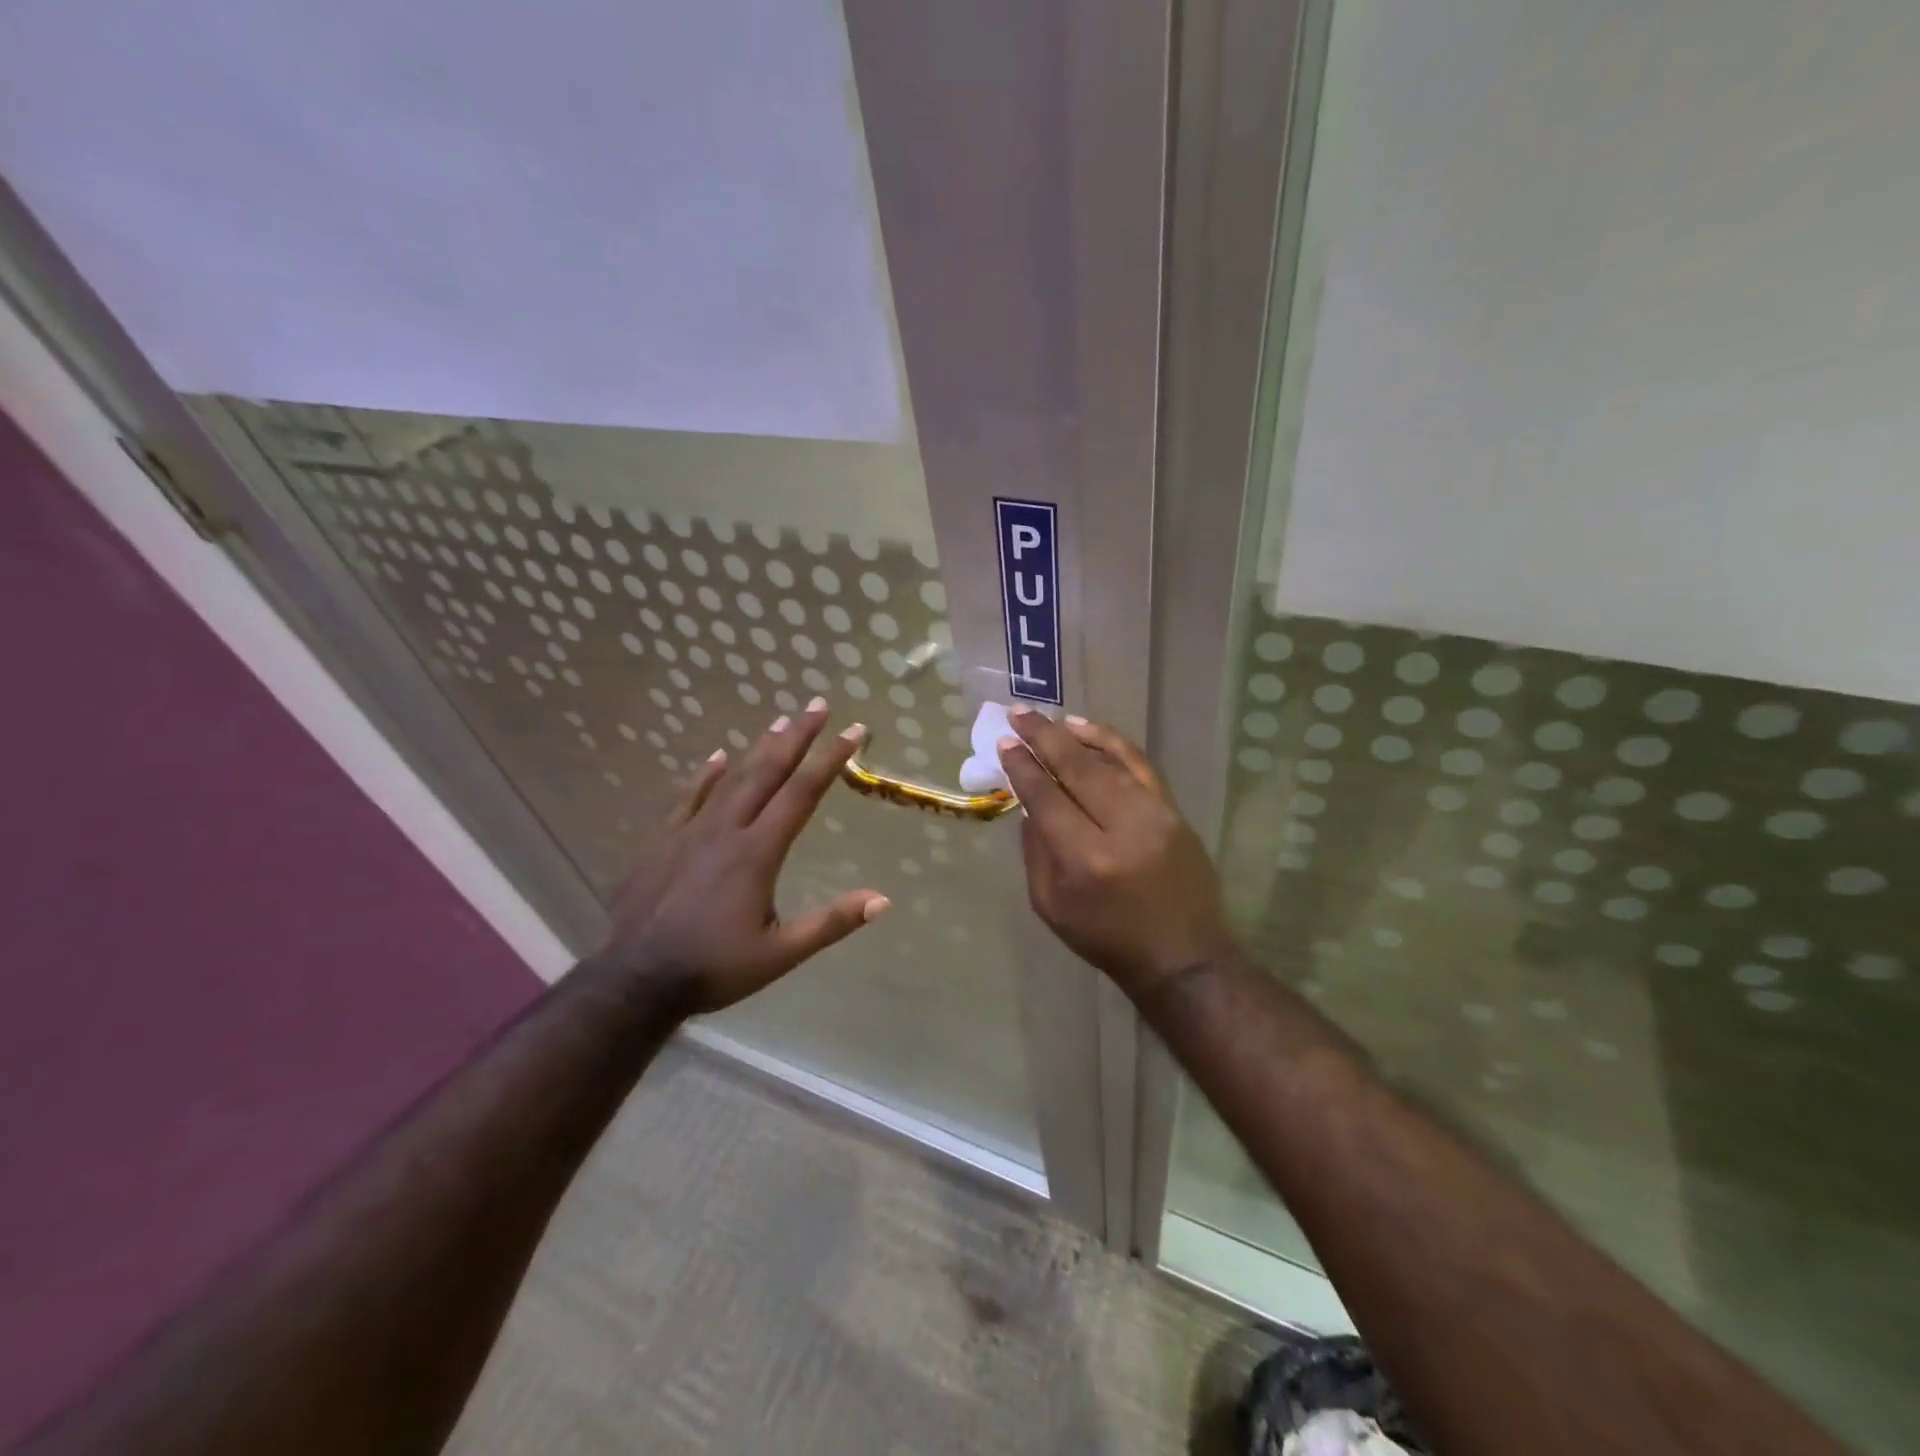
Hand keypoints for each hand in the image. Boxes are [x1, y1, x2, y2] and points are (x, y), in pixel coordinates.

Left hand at [596, 699, 888, 1012]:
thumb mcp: (781, 954)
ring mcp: (689, 832)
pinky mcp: (662, 842)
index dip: (830, 759)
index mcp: (758, 852)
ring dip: (759, 748)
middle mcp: (726, 830)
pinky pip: (689, 797)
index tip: (854, 731)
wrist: (635, 980)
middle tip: (818, 704)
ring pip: (731, 778)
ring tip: (781, 721)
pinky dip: (707, 775)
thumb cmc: (714, 967)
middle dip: (797, 736)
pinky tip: (718, 757)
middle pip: (767, 772)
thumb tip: (882, 900)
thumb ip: (830, 922)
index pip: (802, 793)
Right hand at [997, 708, 1233, 1001]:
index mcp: (1085, 860)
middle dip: (1044, 738)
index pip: (1047, 798)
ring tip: (1050, 720)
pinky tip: (1091, 731)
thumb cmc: (1107, 938)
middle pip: (1077, 770)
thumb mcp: (1051, 906)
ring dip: (1076, 737)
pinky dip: (1114, 744)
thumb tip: (1030, 803)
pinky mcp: (1175, 812)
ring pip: (1110, 762)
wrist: (1183, 957)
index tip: (1005, 744)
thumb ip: (1036, 852)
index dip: (1024, 768)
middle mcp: (1122, 830)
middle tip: (1019, 715)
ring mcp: (1155, 816)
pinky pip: (1141, 766)